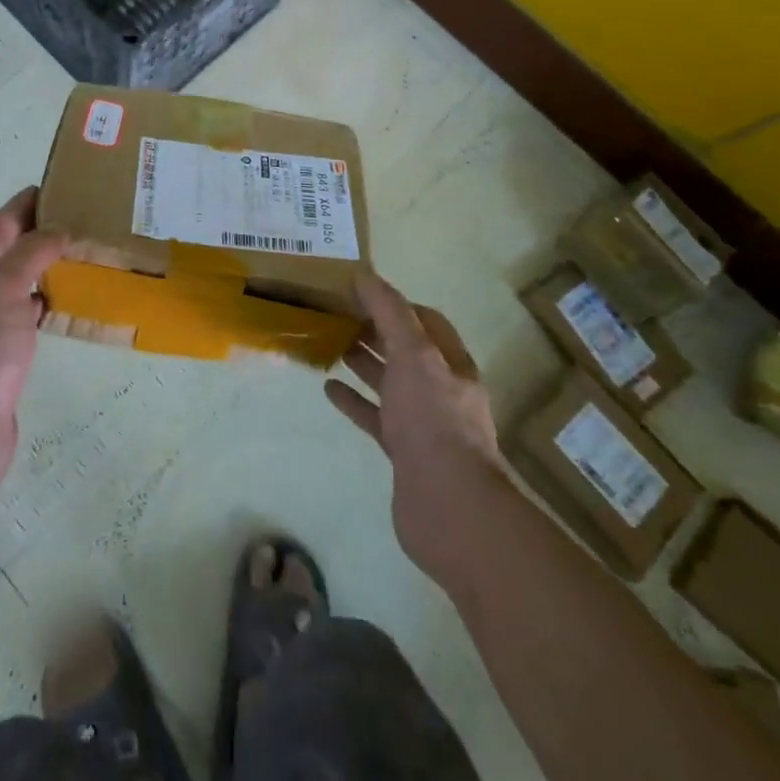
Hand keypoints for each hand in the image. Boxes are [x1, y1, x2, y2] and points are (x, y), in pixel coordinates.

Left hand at [0, 187, 67, 506]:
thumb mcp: (2, 290)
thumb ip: (30, 254)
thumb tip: (57, 230)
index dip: (22, 205)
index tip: (56, 186)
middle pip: (7, 252)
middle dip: (37, 232)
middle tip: (78, 219)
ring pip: (19, 283)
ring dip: (44, 266)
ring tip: (80, 254)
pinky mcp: (2, 355)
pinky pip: (28, 314)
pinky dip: (47, 301)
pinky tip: (68, 302)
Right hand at [325, 271, 506, 589]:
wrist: (448, 506)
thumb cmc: (433, 420)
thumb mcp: (413, 354)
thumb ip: (389, 312)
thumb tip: (365, 274)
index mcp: (450, 363)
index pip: (425, 321)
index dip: (395, 303)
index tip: (359, 292)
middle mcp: (440, 389)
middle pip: (405, 351)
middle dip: (375, 332)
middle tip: (336, 316)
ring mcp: (422, 423)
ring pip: (389, 383)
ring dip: (363, 363)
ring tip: (329, 345)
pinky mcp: (404, 452)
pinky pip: (375, 417)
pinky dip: (354, 401)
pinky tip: (329, 390)